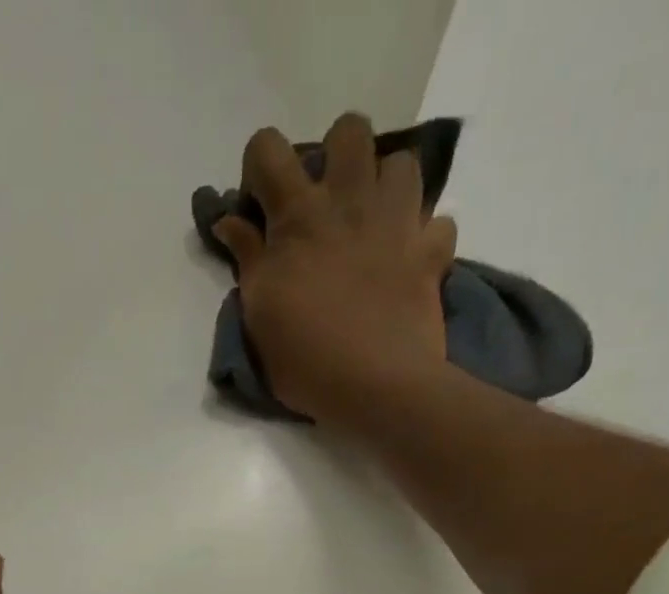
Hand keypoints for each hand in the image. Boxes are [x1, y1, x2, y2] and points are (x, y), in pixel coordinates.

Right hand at [211, 114, 456, 425]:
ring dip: (387, 186)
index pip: (268, 149)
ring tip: (374, 224)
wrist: (378, 388)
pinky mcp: (431, 254)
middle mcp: (351, 201)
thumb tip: (230, 220)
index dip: (260, 166)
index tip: (261, 204)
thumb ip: (247, 260)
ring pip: (403, 163)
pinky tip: (410, 259)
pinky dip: (425, 237)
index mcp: (299, 216)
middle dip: (336, 155)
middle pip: (350, 130)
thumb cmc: (307, 359)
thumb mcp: (259, 316)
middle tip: (328, 203)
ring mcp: (398, 223)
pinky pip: (438, 223)